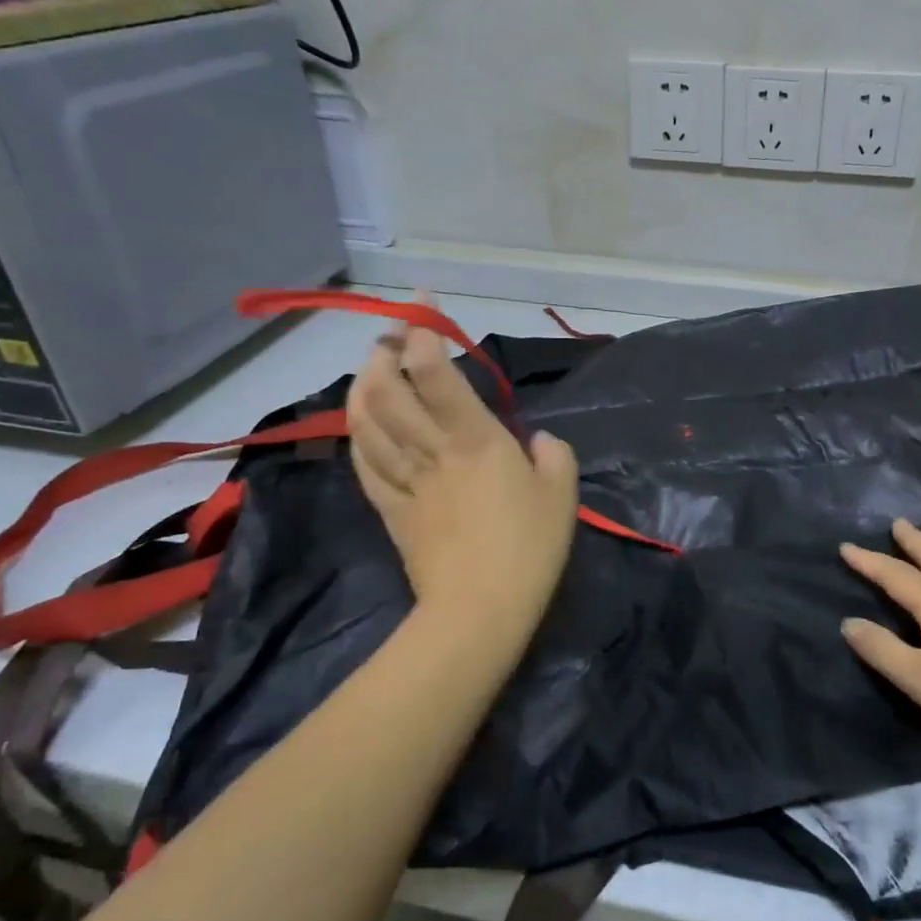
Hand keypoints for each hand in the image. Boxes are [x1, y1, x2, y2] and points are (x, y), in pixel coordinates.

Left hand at [346, 308, 578, 641]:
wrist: (480, 609)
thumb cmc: (529, 548)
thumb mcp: (562, 494)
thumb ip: (552, 456)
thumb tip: (535, 442)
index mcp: (476, 441)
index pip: (438, 377)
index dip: (424, 337)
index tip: (424, 311)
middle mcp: (433, 451)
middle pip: (390, 392)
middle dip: (383, 354)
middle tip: (390, 335)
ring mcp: (406, 480)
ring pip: (368, 423)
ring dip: (362, 387)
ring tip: (368, 367)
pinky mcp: (391, 509)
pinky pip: (365, 463)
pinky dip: (358, 434)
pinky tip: (360, 421)